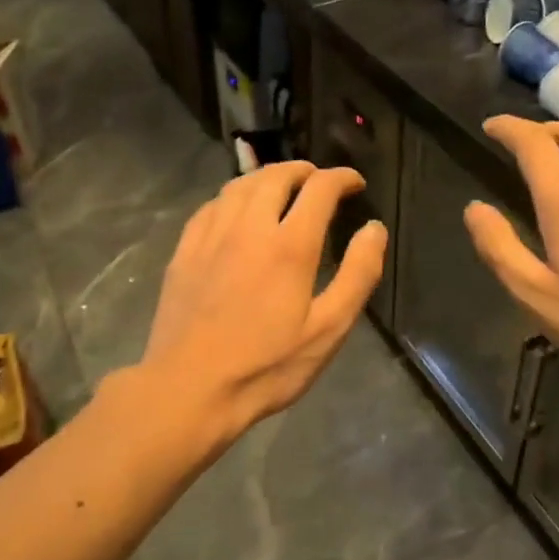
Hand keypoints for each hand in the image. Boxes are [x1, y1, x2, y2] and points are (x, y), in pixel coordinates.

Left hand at [141, 161, 385, 436]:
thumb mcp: (328, 330)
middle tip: (319, 180)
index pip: (319, 189)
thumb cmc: (267, 366)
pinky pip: (211, 206)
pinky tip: (237, 211)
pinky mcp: (184, 251)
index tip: (355, 183)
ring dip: (267, 177)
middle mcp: (248, 227)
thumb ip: (358, 275)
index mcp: (289, 245)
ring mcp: (210, 237)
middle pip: (276, 177)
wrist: (189, 389)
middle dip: (303, 171)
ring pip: (239, 185)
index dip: (342, 178)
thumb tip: (374, 229)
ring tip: (282, 186)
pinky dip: (233, 196)